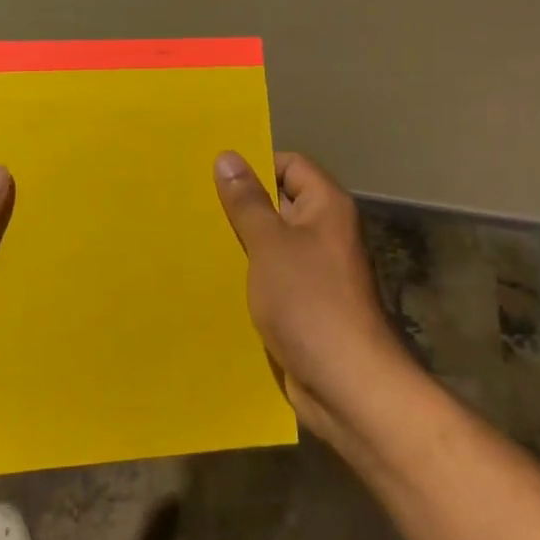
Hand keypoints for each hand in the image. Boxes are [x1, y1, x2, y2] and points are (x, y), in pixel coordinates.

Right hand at [213, 150, 412, 442]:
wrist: (346, 383)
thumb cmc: (309, 302)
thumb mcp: (270, 244)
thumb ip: (247, 202)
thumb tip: (228, 156)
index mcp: (325, 208)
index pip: (290, 165)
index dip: (255, 166)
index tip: (212, 175)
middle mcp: (324, 232)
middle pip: (278, 203)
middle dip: (239, 205)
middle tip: (192, 204)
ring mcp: (315, 270)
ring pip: (270, 243)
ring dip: (239, 243)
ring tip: (194, 238)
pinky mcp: (303, 303)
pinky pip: (271, 276)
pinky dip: (247, 275)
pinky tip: (212, 278)